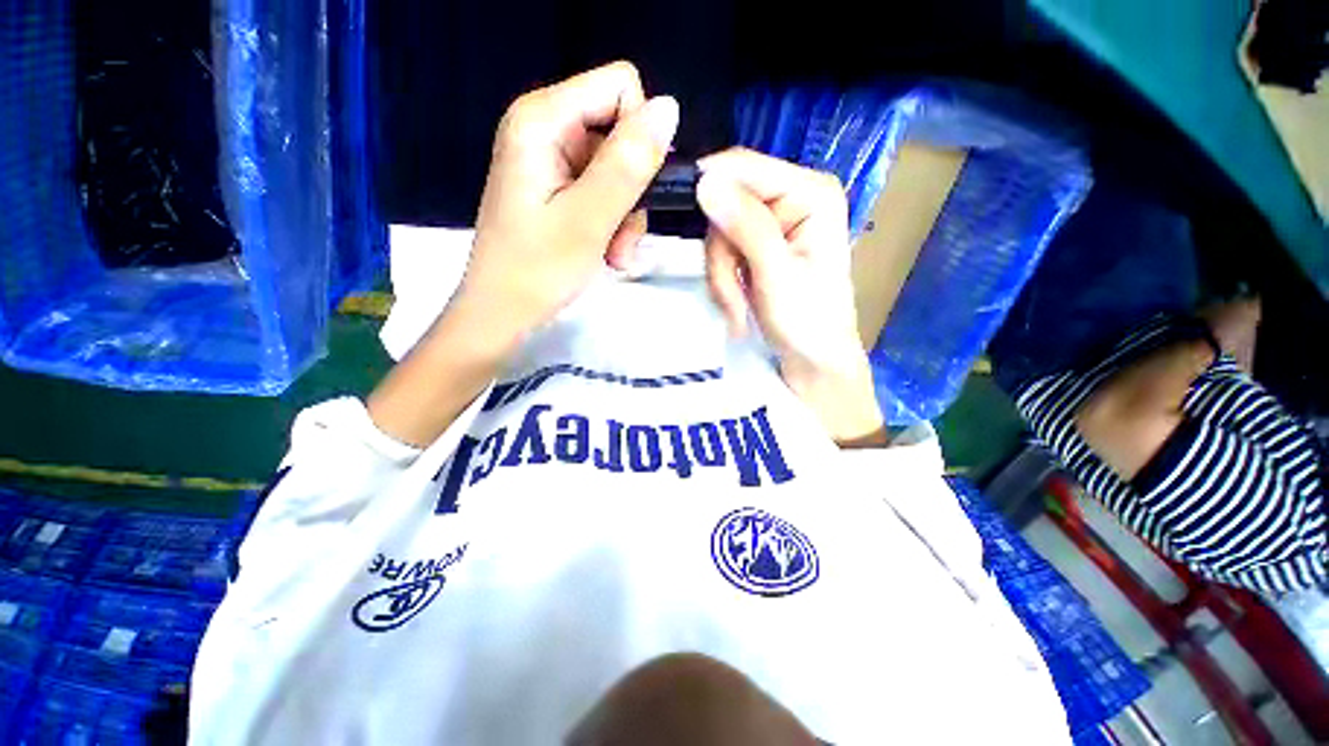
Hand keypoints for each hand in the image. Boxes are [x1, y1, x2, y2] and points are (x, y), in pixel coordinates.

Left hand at [458, 61, 678, 348]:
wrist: (503, 312)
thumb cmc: (537, 271)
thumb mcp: (589, 219)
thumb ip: (628, 164)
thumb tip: (669, 108)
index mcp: (542, 119)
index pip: (619, 87)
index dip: (639, 136)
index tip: (635, 189)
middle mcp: (545, 127)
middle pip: (621, 131)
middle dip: (632, 189)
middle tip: (621, 236)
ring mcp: (551, 159)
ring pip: (619, 167)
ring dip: (626, 215)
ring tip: (613, 252)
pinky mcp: (557, 186)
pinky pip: (605, 190)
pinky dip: (613, 223)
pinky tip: (606, 252)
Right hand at [696, 149, 884, 445]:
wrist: (812, 361)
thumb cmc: (808, 323)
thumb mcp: (777, 276)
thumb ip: (747, 227)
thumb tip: (705, 181)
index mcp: (811, 193)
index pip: (745, 167)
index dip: (711, 190)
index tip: (694, 231)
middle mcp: (792, 197)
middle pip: (726, 203)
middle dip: (721, 255)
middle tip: (730, 295)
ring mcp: (774, 222)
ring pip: (719, 232)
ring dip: (721, 275)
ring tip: (736, 308)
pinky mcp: (760, 244)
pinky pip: (723, 250)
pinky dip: (723, 280)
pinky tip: (737, 304)